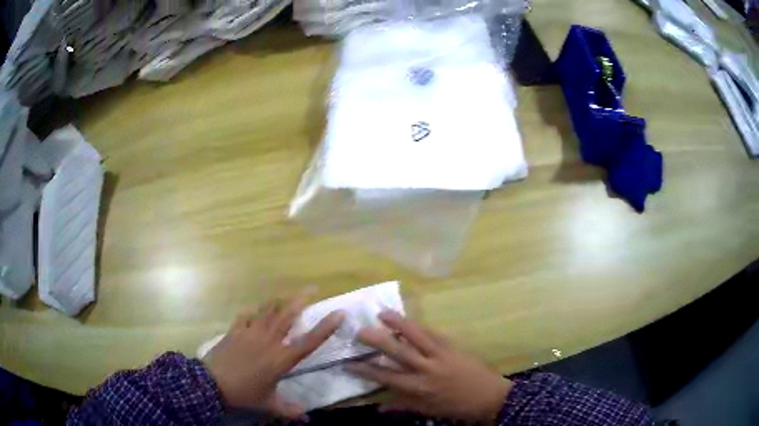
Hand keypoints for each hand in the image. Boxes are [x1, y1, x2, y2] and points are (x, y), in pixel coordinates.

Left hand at [204, 292, 344, 417]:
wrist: (212, 383)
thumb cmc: (244, 394)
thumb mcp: (269, 404)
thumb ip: (289, 410)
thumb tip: (306, 416)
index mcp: (281, 359)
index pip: (309, 342)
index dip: (325, 327)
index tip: (339, 313)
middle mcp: (269, 341)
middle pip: (288, 315)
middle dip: (302, 299)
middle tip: (313, 288)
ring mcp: (250, 332)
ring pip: (269, 310)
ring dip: (280, 301)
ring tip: (288, 294)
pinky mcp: (235, 330)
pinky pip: (247, 315)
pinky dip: (254, 311)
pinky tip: (256, 310)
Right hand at [347, 311, 511, 424]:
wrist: (490, 397)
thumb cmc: (457, 407)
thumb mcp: (428, 410)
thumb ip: (403, 406)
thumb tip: (379, 408)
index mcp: (419, 387)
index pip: (386, 377)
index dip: (366, 369)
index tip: (349, 362)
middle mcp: (426, 369)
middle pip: (398, 352)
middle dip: (377, 340)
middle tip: (360, 330)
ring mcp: (441, 355)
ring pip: (417, 336)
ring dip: (399, 323)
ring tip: (382, 313)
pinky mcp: (453, 346)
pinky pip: (434, 333)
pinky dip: (420, 326)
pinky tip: (410, 320)